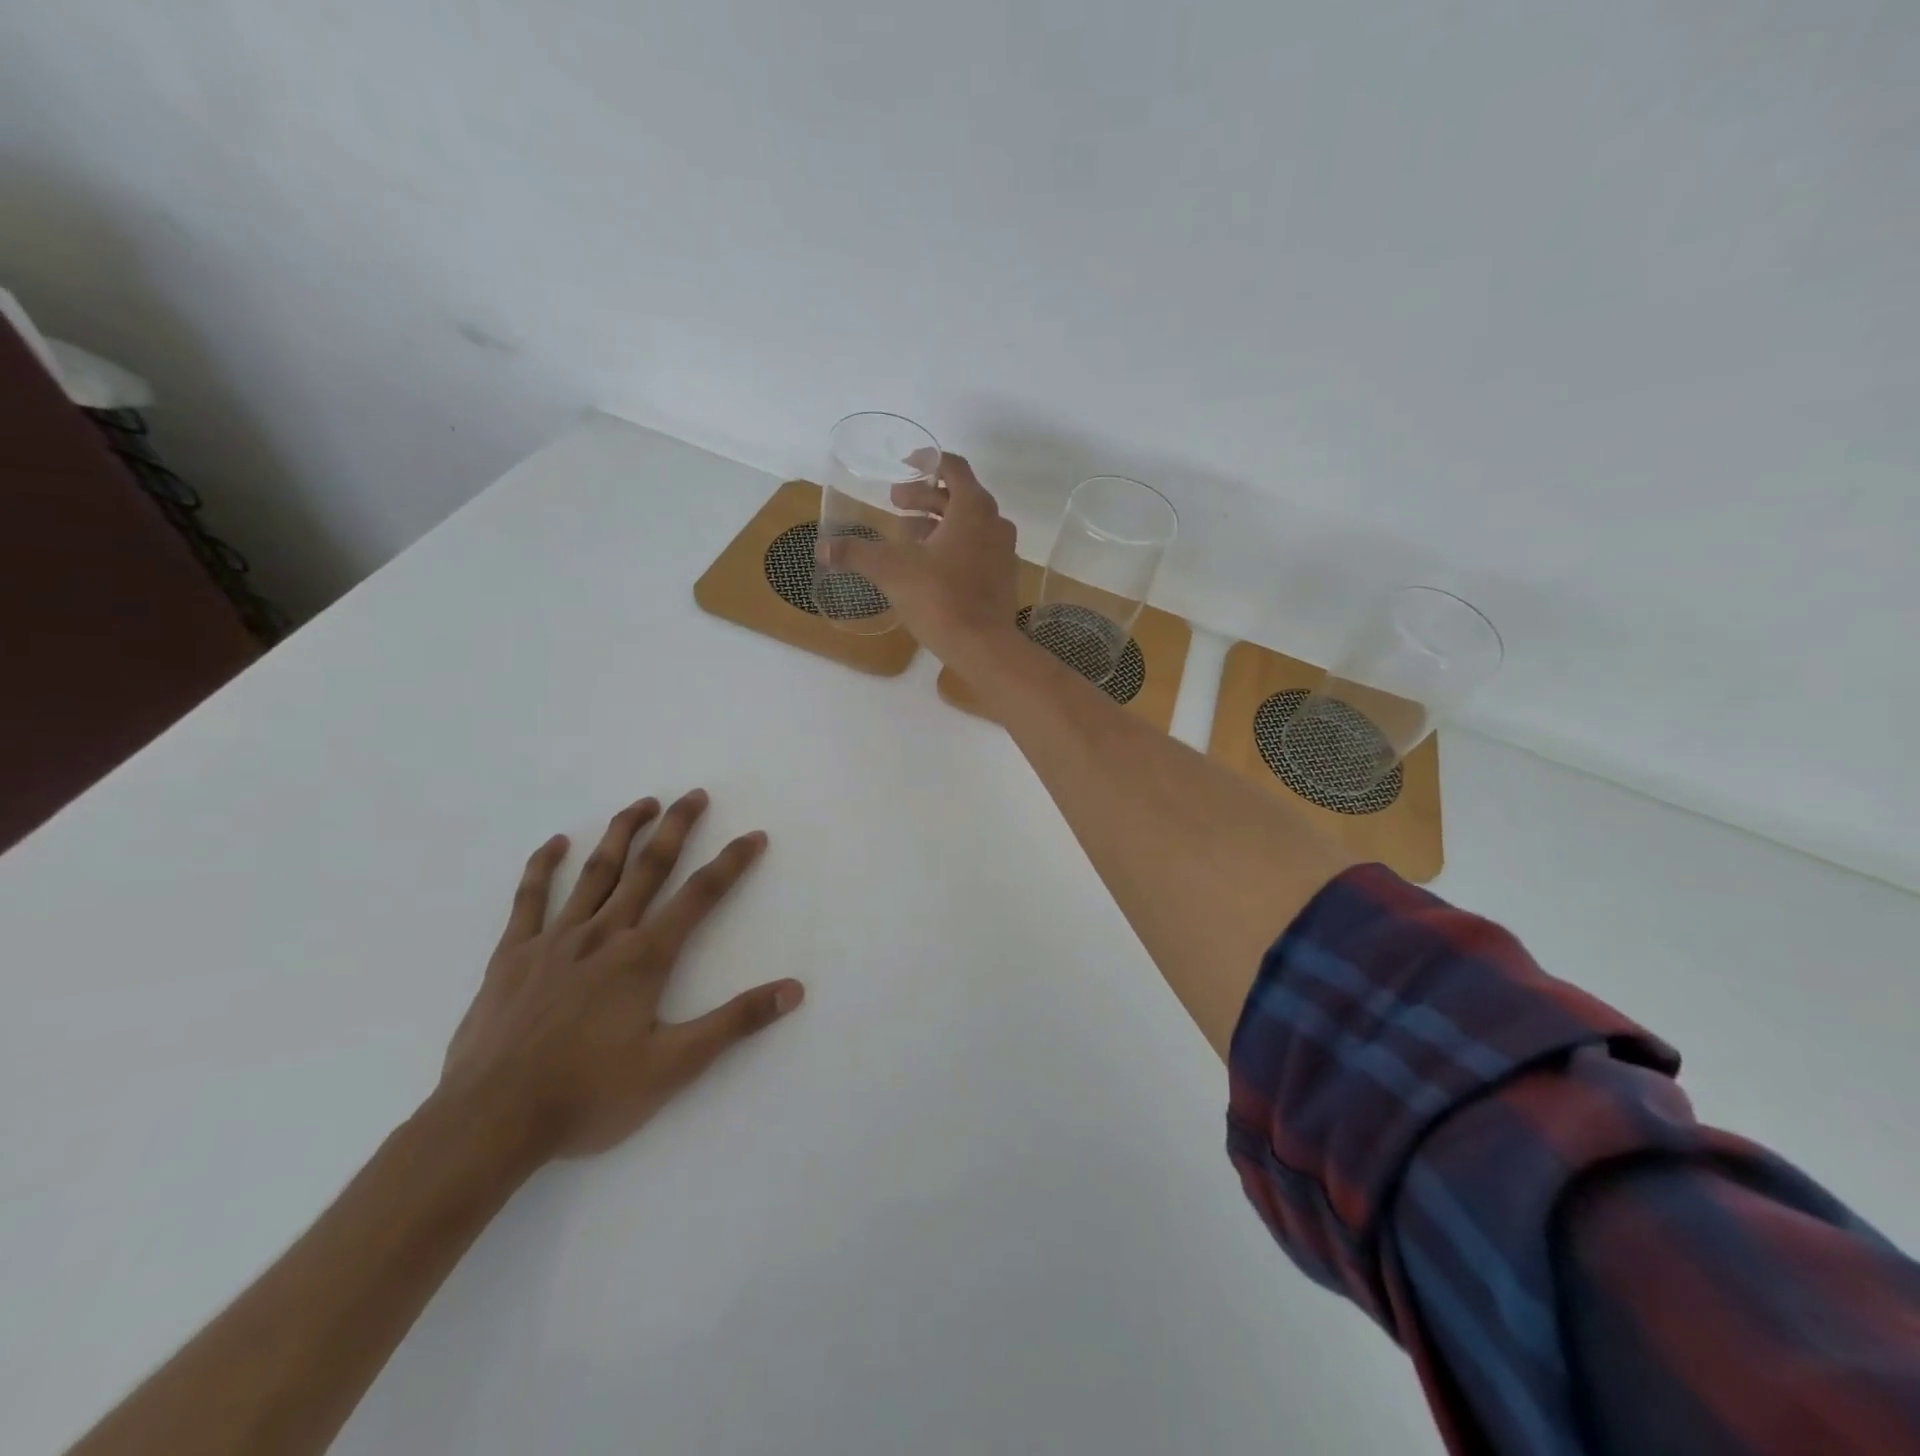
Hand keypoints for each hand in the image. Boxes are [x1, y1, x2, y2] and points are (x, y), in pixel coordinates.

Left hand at [435, 790, 802, 1163]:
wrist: (489, 1122)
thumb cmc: (588, 1095)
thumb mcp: (674, 1066)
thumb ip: (735, 1022)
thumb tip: (793, 989)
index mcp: (644, 957)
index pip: (700, 896)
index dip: (731, 863)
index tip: (753, 835)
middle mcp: (604, 934)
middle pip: (649, 867)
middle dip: (676, 828)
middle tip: (695, 794)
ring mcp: (554, 940)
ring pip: (595, 872)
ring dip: (622, 833)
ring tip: (643, 803)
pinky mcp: (512, 955)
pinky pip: (529, 899)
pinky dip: (543, 866)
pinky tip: (557, 843)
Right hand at [822, 453, 1020, 663]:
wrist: (983, 647)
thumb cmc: (940, 598)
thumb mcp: (891, 571)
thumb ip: (857, 554)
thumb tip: (822, 548)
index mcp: (973, 508)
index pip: (954, 467)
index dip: (928, 462)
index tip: (905, 466)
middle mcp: (994, 523)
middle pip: (959, 496)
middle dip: (925, 497)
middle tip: (894, 503)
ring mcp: (1003, 552)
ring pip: (969, 524)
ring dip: (938, 522)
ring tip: (906, 534)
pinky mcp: (1003, 578)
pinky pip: (977, 549)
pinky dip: (953, 545)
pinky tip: (928, 566)